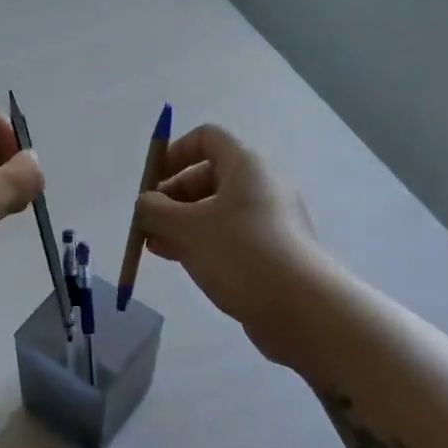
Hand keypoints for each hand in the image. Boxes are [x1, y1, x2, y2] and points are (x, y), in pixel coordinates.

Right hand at [135, 125, 325, 365]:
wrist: (302, 308)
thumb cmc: (240, 254)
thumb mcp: (187, 228)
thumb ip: (155, 211)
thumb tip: (145, 203)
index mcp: (246, 167)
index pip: (207, 138)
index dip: (174, 153)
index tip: (151, 182)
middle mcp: (261, 186)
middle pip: (208, 176)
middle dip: (172, 196)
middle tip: (148, 222)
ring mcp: (269, 221)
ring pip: (216, 211)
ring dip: (182, 223)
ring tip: (154, 246)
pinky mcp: (272, 252)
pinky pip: (229, 236)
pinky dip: (202, 242)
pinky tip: (180, 262)